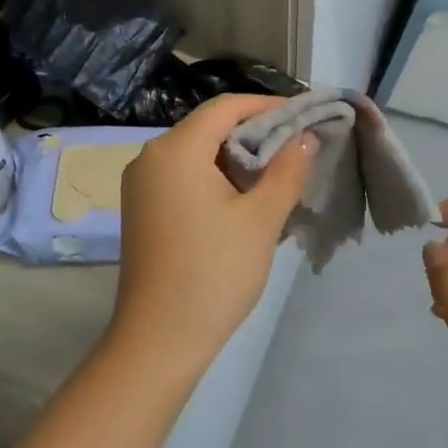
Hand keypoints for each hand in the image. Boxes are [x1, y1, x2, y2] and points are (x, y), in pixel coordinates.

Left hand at [110, 95, 315, 377]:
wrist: (158, 341)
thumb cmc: (214, 273)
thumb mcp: (261, 219)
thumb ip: (287, 169)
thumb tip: (306, 136)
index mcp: (176, 149)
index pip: (226, 107)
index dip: (267, 105)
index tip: (303, 115)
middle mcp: (151, 157)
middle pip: (209, 127)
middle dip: (254, 131)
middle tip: (296, 145)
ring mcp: (141, 184)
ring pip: (196, 152)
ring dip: (236, 156)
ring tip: (277, 171)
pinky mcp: (141, 208)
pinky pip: (183, 175)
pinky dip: (215, 176)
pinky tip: (243, 197)